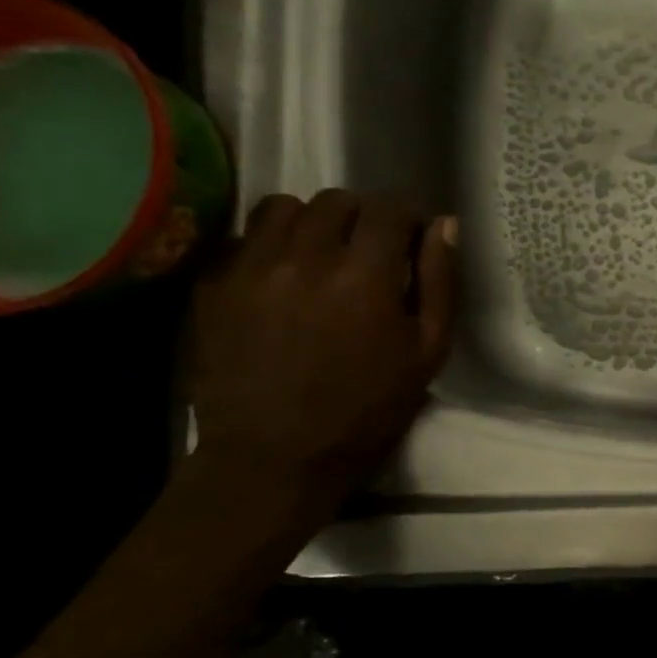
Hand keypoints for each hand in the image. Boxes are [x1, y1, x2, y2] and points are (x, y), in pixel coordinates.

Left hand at [188, 190, 457, 505]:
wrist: (276, 456)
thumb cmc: (368, 408)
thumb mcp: (428, 351)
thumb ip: (439, 282)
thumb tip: (443, 225)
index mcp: (366, 276)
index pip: (389, 210)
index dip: (407, 217)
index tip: (412, 237)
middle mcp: (305, 257)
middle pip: (336, 200)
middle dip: (362, 216)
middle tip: (371, 249)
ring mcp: (251, 268)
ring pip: (283, 207)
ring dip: (312, 221)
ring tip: (322, 253)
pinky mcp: (213, 286)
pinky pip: (245, 238)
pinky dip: (270, 245)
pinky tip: (283, 277)